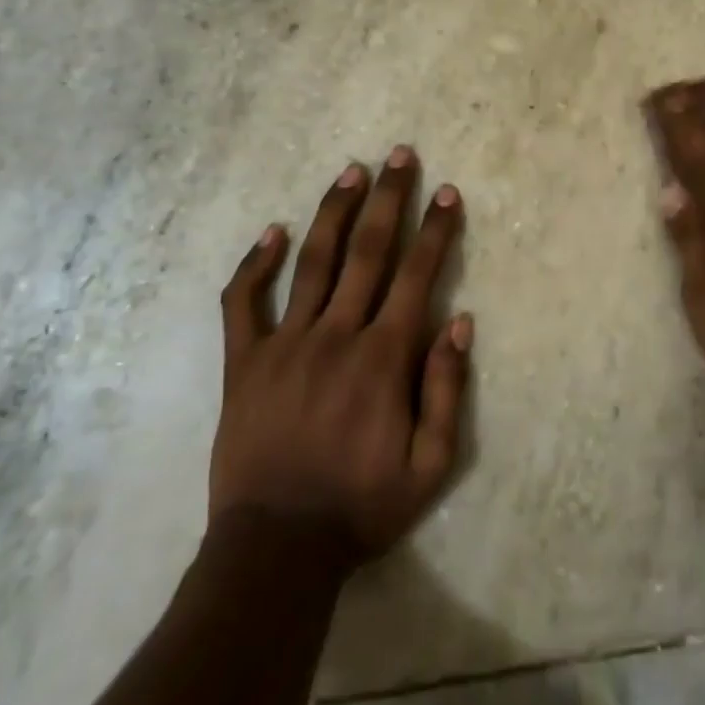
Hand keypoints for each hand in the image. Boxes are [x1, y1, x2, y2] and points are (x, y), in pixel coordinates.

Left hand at [212, 146, 470, 566]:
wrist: (275, 548)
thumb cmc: (361, 507)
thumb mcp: (430, 466)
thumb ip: (446, 390)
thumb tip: (460, 323)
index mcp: (383, 359)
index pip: (417, 276)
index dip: (436, 230)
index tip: (447, 192)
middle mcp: (336, 336)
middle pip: (368, 252)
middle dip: (389, 199)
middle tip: (400, 155)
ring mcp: (285, 344)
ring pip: (314, 262)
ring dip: (335, 212)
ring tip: (352, 171)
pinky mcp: (245, 362)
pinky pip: (244, 303)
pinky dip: (255, 265)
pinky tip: (271, 232)